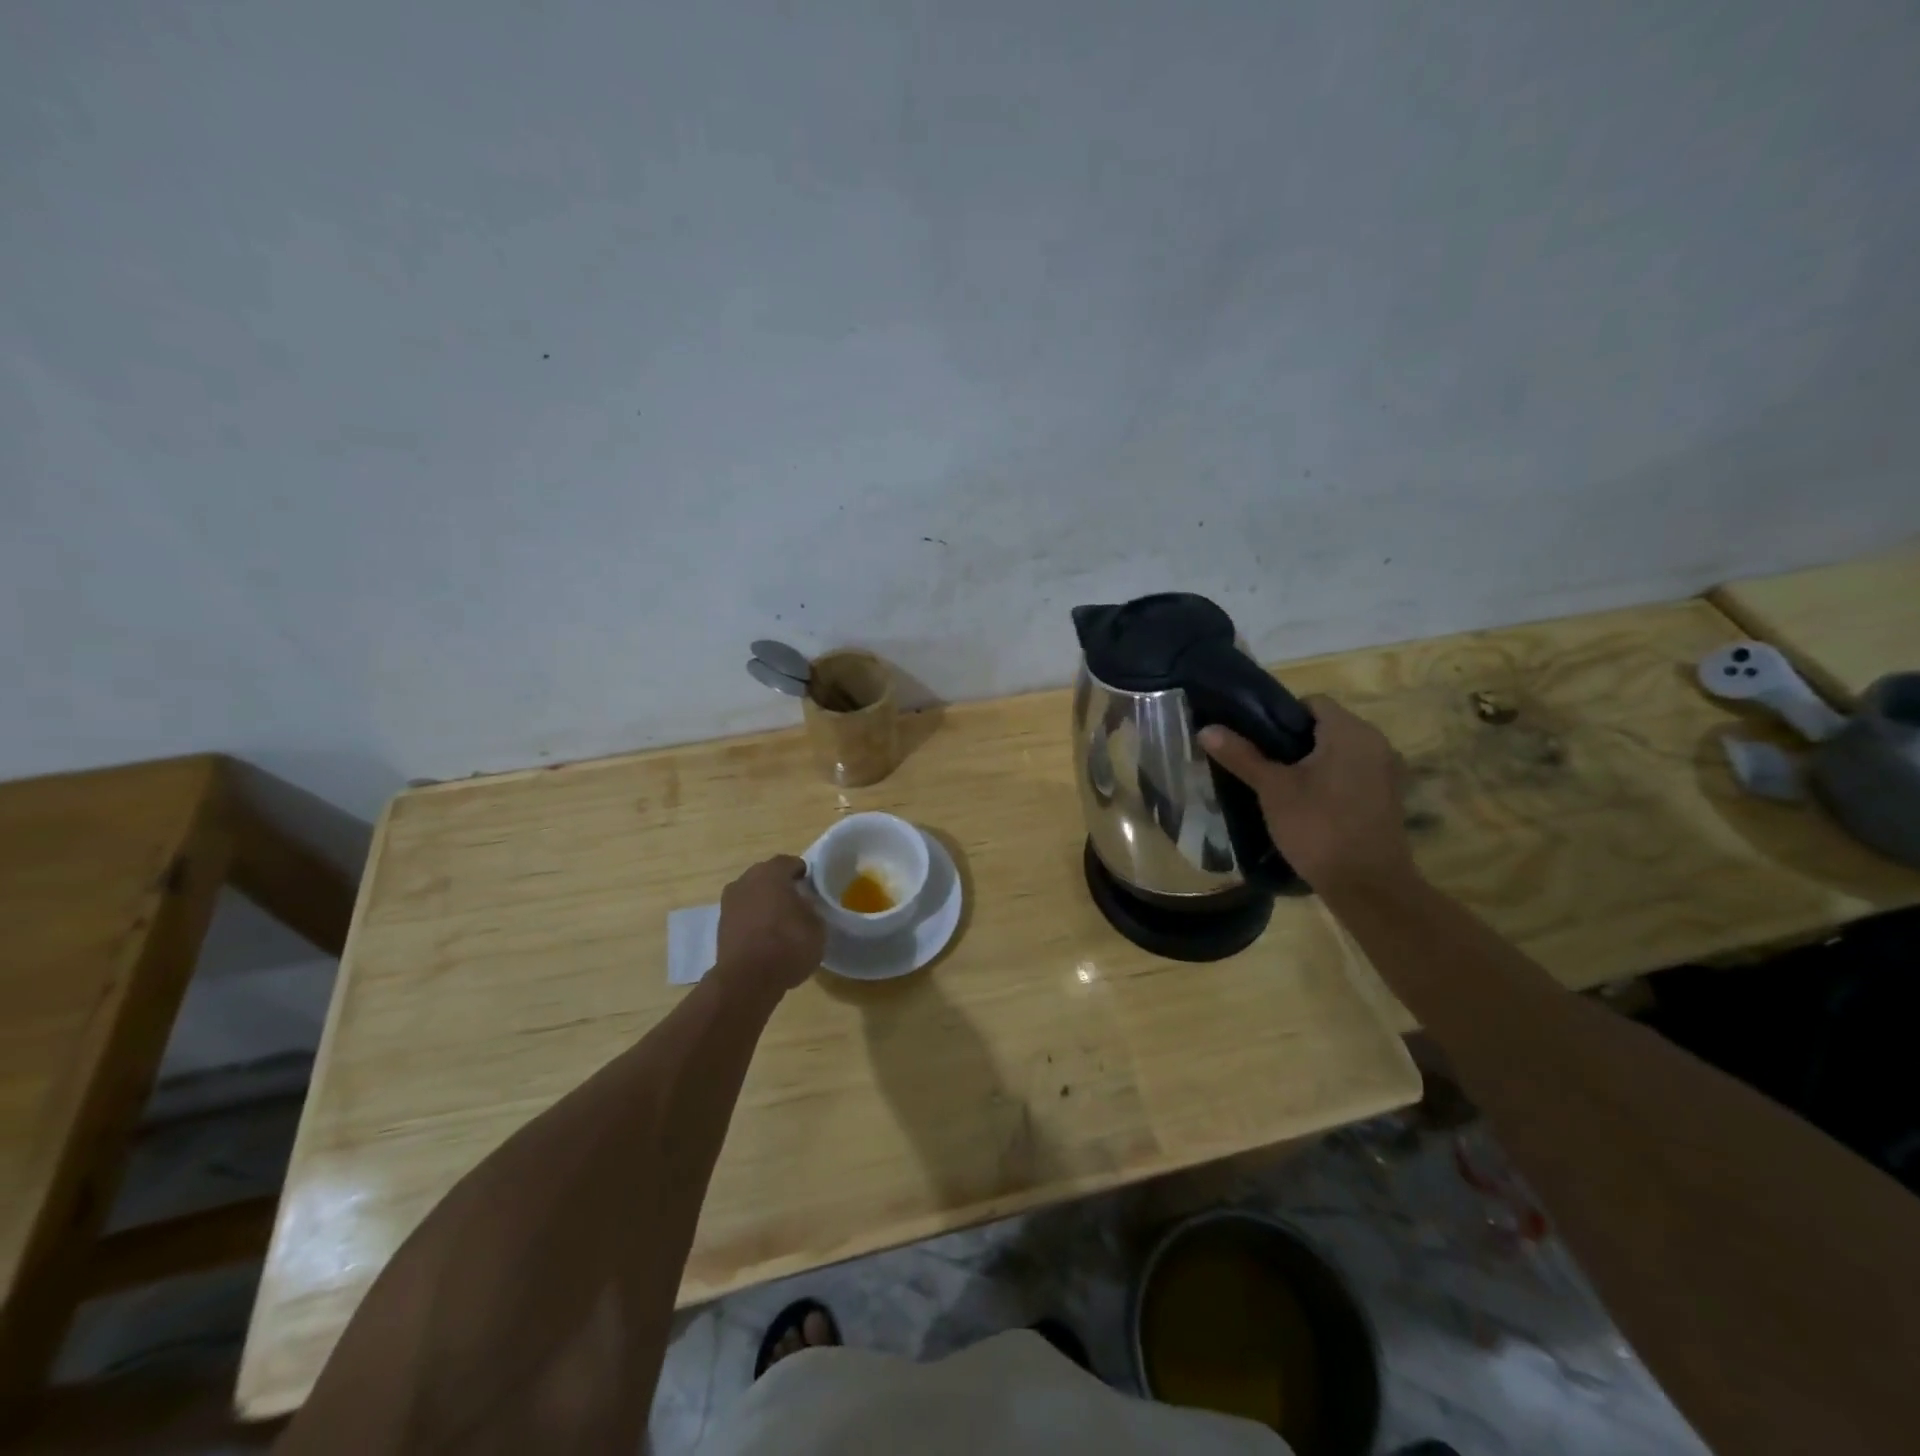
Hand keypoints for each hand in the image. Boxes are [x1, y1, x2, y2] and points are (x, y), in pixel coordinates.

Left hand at [715, 855, 825, 995]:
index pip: (790, 863)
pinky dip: (753, 921)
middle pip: (767, 876)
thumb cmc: (788, 944)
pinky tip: (765, 937)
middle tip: (798, 903)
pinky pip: (743, 915)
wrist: (747, 979)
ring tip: (781, 923)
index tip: (812, 886)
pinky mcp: (720, 926)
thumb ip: (811, 909)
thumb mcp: (817, 926)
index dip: (803, 873)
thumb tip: (803, 906)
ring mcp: (729, 903)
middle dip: (781, 886)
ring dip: (765, 904)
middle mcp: (746, 880)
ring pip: (752, 895)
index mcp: (772, 872)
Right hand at [1199, 695, 1414, 892]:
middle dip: (1293, 742)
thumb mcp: (1272, 789)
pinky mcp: (1389, 798)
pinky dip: (1331, 782)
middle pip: (1327, 727)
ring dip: (1312, 764)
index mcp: (1350, 731)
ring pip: (1340, 753)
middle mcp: (1376, 743)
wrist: (1367, 885)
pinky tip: (1308, 807)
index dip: (1280, 716)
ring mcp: (1388, 772)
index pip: (1312, 703)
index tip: (1257, 741)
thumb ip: (1241, 755)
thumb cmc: (1318, 826)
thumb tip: (1206, 729)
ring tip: (1280, 787)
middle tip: (1262, 765)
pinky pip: (1354, 775)